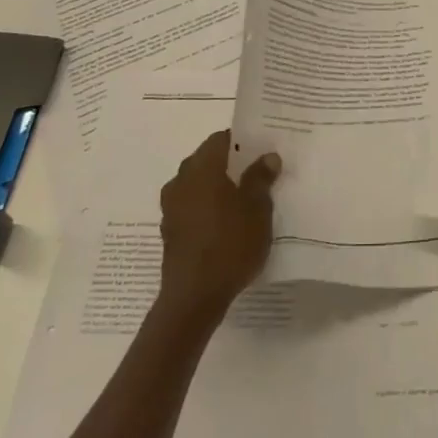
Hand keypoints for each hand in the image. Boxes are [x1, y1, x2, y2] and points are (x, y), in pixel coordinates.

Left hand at [157, 132, 279, 324]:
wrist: (194, 298)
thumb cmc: (230, 244)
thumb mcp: (257, 209)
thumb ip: (261, 178)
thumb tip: (267, 156)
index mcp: (202, 168)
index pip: (220, 139)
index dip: (241, 141)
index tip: (261, 148)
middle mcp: (181, 181)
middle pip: (206, 160)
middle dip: (230, 164)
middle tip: (257, 172)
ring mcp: (171, 208)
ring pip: (198, 185)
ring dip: (218, 187)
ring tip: (245, 199)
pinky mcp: (170, 232)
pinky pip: (192, 207)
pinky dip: (208, 207)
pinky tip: (227, 223)